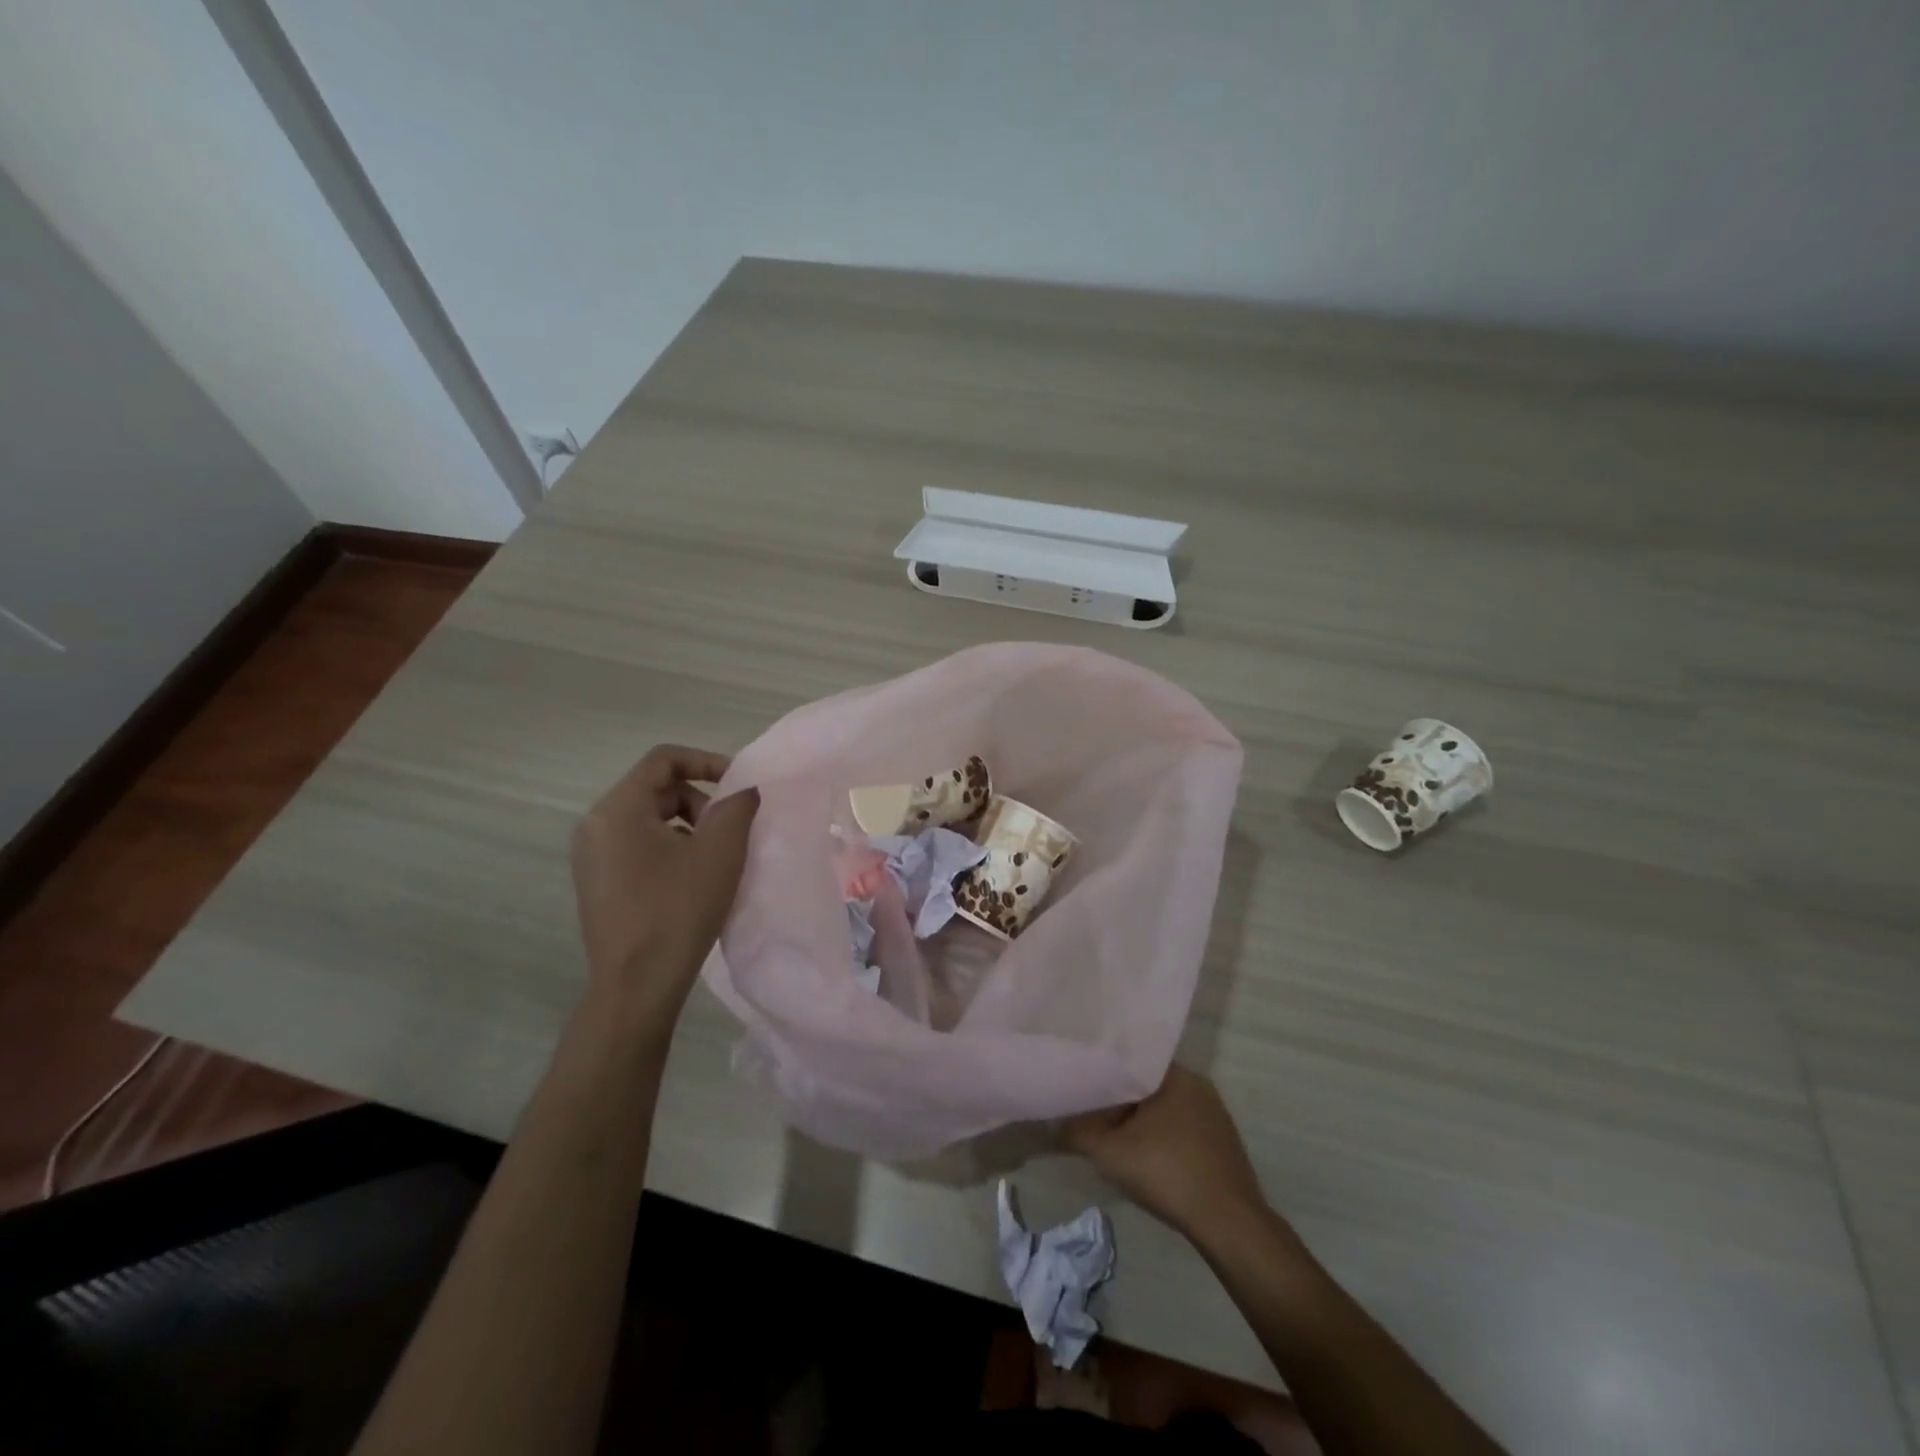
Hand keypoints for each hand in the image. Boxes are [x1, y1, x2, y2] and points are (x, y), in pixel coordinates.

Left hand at [570, 745, 757, 1021]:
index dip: (706, 761)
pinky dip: (670, 848)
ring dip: (688, 825)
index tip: (739, 783)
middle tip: (731, 829)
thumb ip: (736, 807)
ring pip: (648, 819)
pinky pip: (637, 846)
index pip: (663, 760)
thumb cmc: (678, 909)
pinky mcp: (598, 883)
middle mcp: (595, 825)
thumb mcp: (720, 851)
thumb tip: (743, 791)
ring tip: (716, 857)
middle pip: (655, 789)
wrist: (637, 985)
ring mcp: (591, 857)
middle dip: (700, 800)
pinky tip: (693, 879)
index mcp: (617, 809)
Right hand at [1064, 1066, 1269, 1245]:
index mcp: (1174, 1075)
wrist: (1230, 1225)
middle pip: (1145, 1084)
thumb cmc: (1169, 1175)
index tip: (1082, 1083)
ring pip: (1163, 1106)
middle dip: (1119, 1100)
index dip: (1103, 1072)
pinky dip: (1161, 1135)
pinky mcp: (1222, 1140)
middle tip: (1091, 1113)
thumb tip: (1055, 1125)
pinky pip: (1181, 1125)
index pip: (1129, 1060)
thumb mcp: (1110, 1154)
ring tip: (1113, 1134)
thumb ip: (1077, 1133)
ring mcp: (1214, 1112)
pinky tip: (1147, 1156)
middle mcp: (1197, 1084)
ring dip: (1139, 1120)